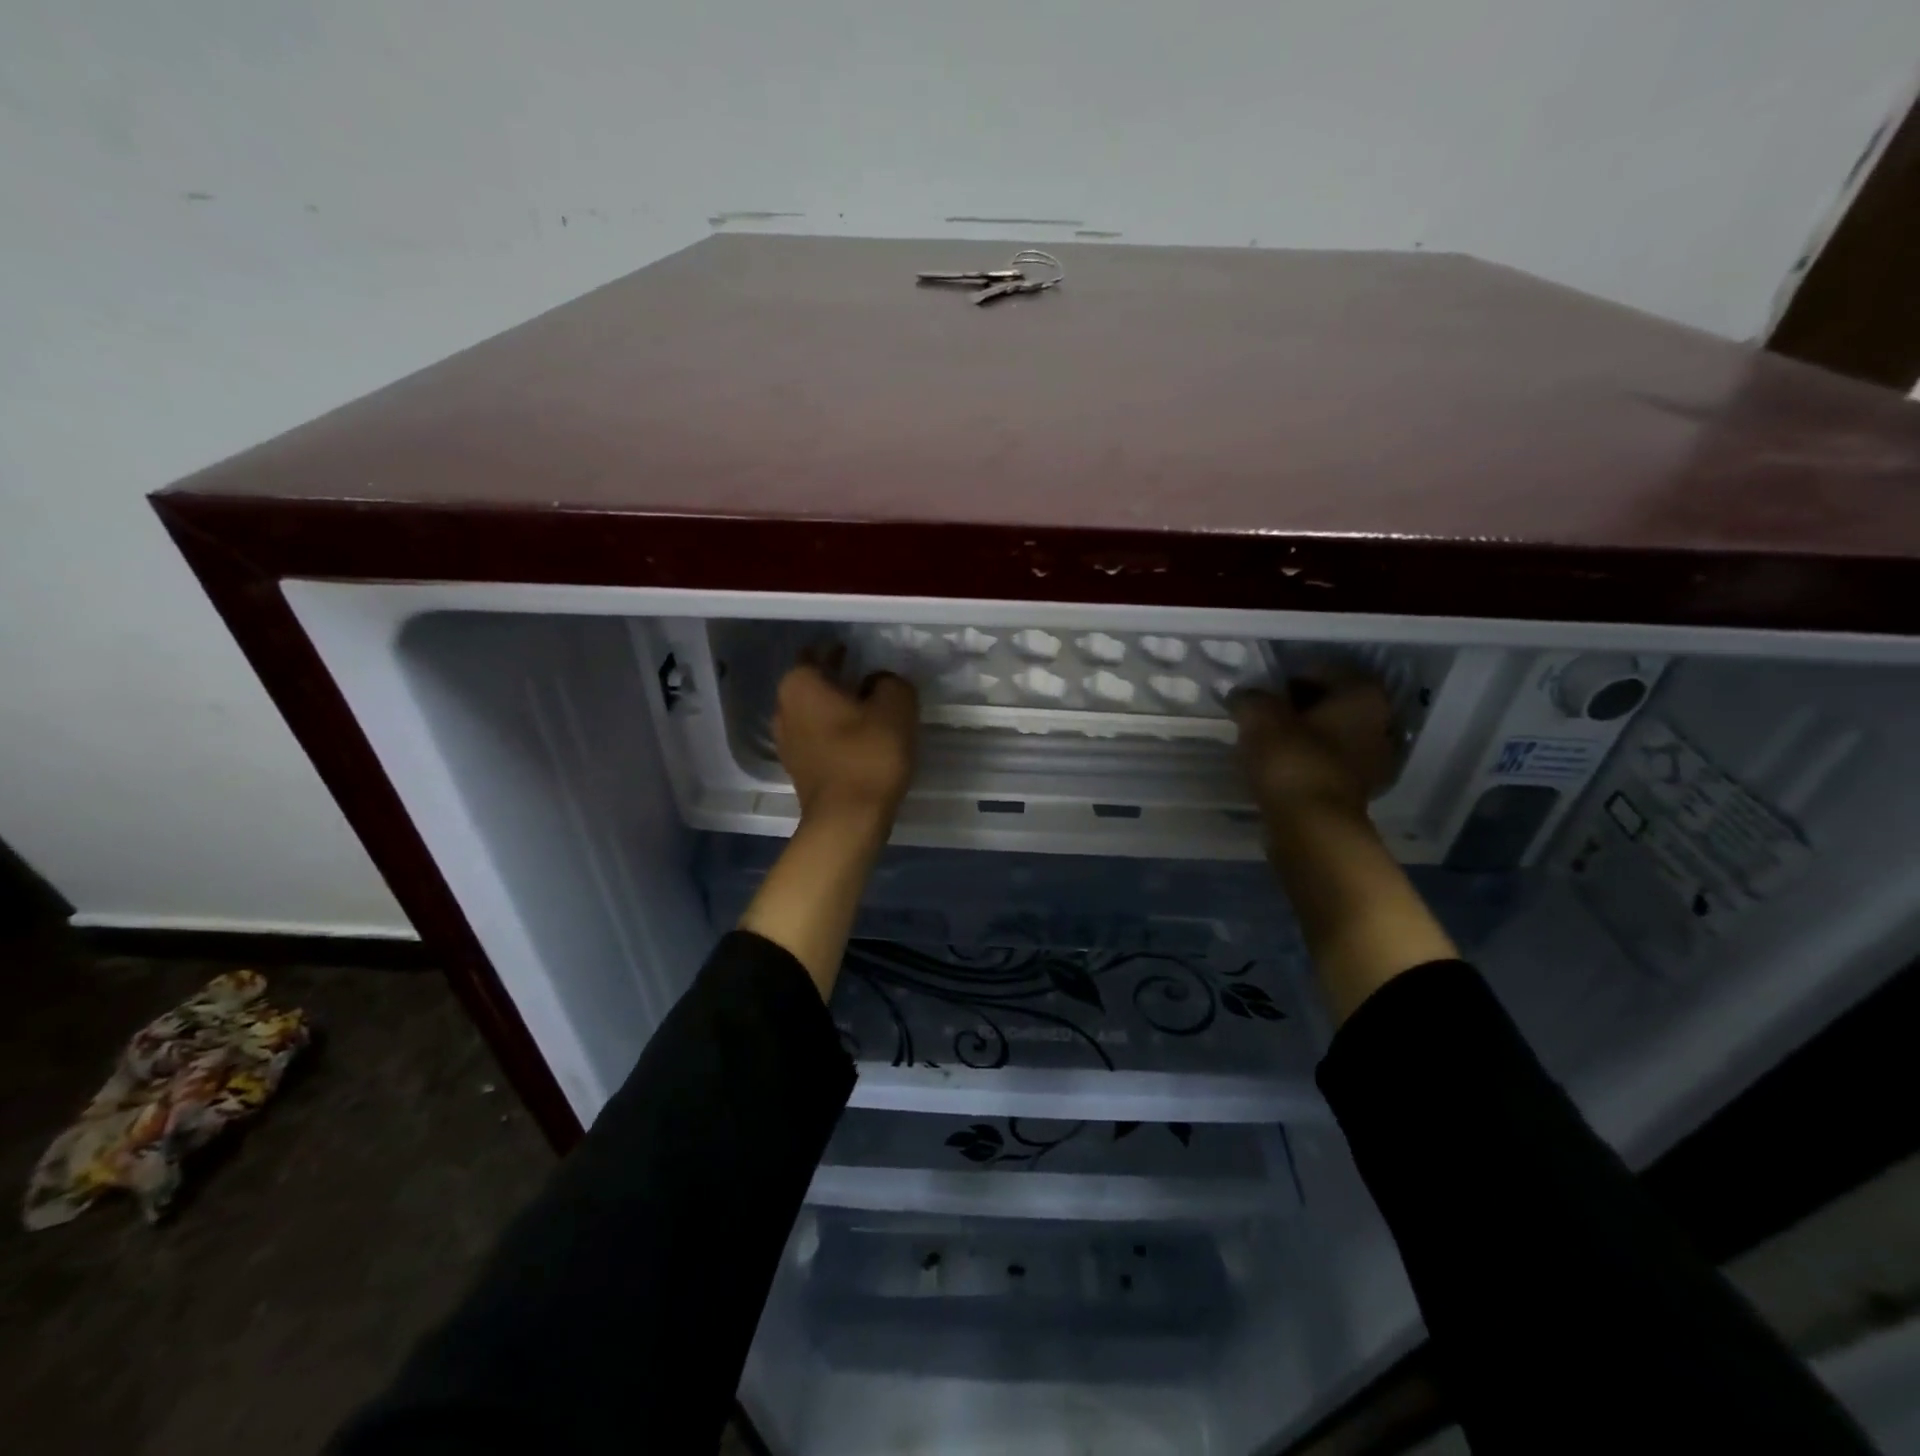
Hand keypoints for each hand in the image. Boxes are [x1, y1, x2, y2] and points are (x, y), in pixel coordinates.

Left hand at [772, 649, 918, 823]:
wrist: (848, 820)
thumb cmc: (868, 754)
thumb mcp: (896, 706)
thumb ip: (890, 681)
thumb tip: (878, 682)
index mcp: (799, 684)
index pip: (816, 652)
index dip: (838, 648)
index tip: (859, 650)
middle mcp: (783, 708)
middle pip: (812, 683)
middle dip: (836, 677)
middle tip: (868, 675)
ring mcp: (786, 741)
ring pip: (813, 711)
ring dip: (835, 706)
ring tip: (868, 706)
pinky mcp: (798, 768)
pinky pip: (817, 737)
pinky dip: (835, 731)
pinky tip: (860, 737)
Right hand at [1230, 673, 1398, 822]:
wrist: (1312, 828)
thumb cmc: (1293, 760)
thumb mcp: (1260, 718)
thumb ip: (1250, 698)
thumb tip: (1241, 695)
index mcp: (1363, 696)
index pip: (1323, 670)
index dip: (1288, 675)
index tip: (1261, 688)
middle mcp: (1379, 723)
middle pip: (1330, 703)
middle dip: (1296, 705)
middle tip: (1261, 712)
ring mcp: (1372, 761)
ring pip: (1329, 734)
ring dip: (1300, 734)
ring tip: (1264, 740)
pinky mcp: (1356, 791)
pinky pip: (1326, 762)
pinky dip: (1304, 760)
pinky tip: (1276, 766)